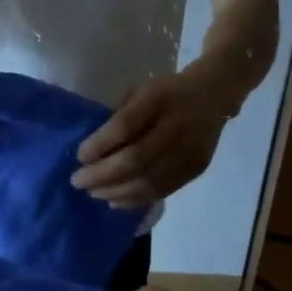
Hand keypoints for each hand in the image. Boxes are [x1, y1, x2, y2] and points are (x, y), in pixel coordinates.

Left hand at [71, 67, 234, 206]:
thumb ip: (120, 115)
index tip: (79, 156)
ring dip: (115, 191)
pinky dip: (135, 199)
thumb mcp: (141, 90)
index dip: (100, 144)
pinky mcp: (196, 169)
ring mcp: (190, 151)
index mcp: (159, 99)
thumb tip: (92, 149)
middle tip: (77, 181)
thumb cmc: (167, 92)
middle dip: (102, 175)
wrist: (214, 95)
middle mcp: (178, 126)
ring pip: (149, 181)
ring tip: (93, 193)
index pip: (125, 126)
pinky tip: (115, 200)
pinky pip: (162, 190)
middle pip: (136, 159)